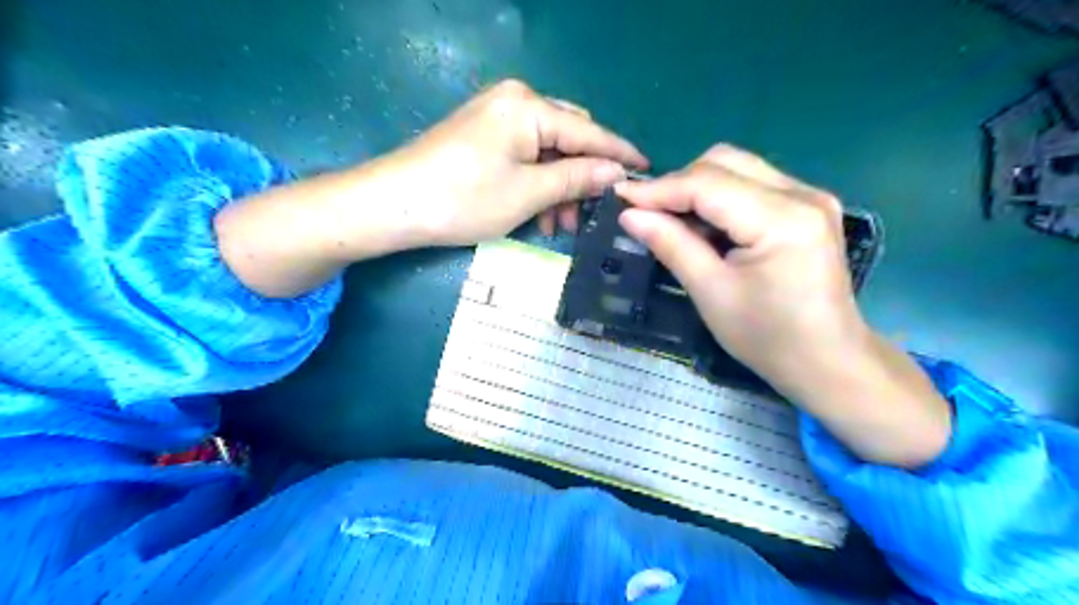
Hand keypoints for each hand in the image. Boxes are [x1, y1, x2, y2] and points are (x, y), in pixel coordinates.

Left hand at [386, 79, 646, 246]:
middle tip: (592, 213)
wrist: (394, 205)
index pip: (589, 131)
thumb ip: (576, 178)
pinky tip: (540, 214)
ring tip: (562, 226)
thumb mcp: (528, 192)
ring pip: (547, 151)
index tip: (647, 170)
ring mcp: (496, 117)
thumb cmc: (464, 199)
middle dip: (583, 176)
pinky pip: (525, 155)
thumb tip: (616, 172)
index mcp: (529, 106)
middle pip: (569, 137)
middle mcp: (515, 101)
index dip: (619, 153)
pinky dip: (537, 182)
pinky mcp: (483, 135)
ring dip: (560, 186)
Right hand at [616, 143, 860, 392]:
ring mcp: (810, 196)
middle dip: (678, 183)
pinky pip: (753, 183)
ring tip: (673, 220)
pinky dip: (720, 197)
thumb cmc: (767, 337)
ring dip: (698, 187)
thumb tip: (629, 215)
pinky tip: (706, 225)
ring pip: (738, 167)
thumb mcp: (711, 293)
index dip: (659, 189)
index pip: (708, 184)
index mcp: (782, 219)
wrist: (827, 360)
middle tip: (647, 213)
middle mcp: (802, 194)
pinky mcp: (808, 206)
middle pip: (725, 162)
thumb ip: (671, 245)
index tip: (620, 197)